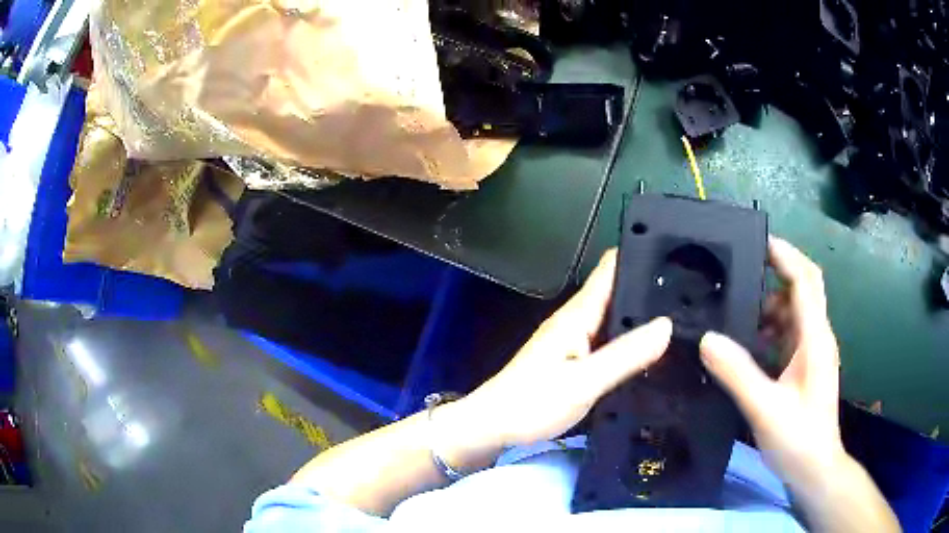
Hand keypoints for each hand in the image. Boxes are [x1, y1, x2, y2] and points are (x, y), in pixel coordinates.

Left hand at [454, 249, 672, 449]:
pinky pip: (609, 340)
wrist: (493, 427)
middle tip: (692, 291)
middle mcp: (577, 320)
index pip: (611, 269)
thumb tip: (667, 324)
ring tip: (684, 316)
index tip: (676, 252)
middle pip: (618, 292)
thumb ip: (625, 355)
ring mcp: (575, 340)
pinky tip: (653, 350)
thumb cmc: (532, 403)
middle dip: (651, 288)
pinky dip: (630, 340)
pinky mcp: (575, 359)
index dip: (642, 256)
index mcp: (577, 314)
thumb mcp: (584, 382)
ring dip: (643, 316)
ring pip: (615, 317)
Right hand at [699, 237, 845, 492]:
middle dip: (773, 276)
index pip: (806, 280)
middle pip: (801, 289)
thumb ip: (738, 374)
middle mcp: (817, 337)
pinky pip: (787, 333)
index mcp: (815, 339)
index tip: (757, 240)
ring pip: (792, 311)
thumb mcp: (765, 409)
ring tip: (736, 312)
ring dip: (768, 306)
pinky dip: (769, 328)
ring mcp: (812, 352)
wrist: (815, 469)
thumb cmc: (798, 440)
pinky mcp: (804, 366)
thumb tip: (708, 339)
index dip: (785, 255)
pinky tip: (747, 343)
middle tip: (737, 275)